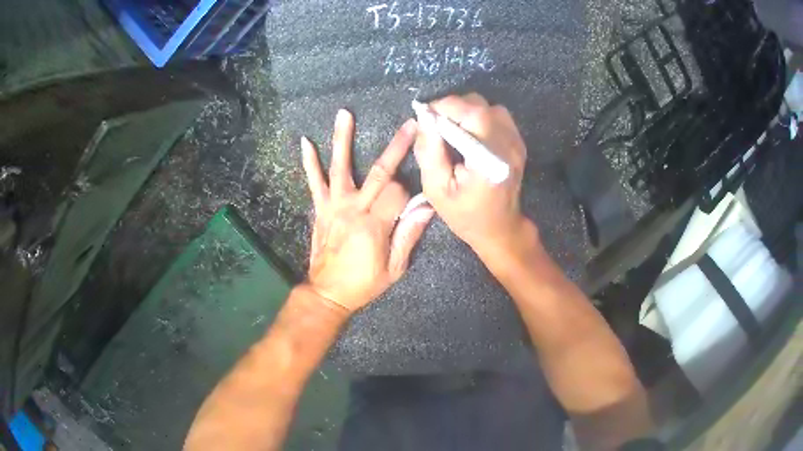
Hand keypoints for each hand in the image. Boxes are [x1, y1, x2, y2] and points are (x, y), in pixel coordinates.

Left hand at [302, 110, 434, 312]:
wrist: (328, 293)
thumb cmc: (364, 283)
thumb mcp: (394, 268)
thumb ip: (409, 235)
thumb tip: (427, 207)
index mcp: (375, 225)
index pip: (398, 193)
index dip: (409, 193)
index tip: (413, 201)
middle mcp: (354, 209)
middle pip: (378, 172)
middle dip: (396, 146)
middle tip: (409, 124)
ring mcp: (334, 206)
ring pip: (340, 167)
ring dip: (342, 139)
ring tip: (344, 113)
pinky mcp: (321, 208)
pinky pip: (314, 182)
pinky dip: (309, 162)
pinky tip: (305, 142)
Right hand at [413, 94, 531, 256]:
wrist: (500, 227)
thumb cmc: (465, 214)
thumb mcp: (436, 189)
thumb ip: (428, 151)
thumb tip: (423, 117)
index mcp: (487, 158)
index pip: (468, 112)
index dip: (443, 107)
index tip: (425, 116)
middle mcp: (507, 143)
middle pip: (478, 105)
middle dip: (452, 109)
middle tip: (436, 127)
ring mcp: (516, 141)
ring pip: (487, 106)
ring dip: (465, 112)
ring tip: (452, 131)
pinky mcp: (518, 141)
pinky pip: (496, 115)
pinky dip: (478, 118)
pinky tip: (469, 135)